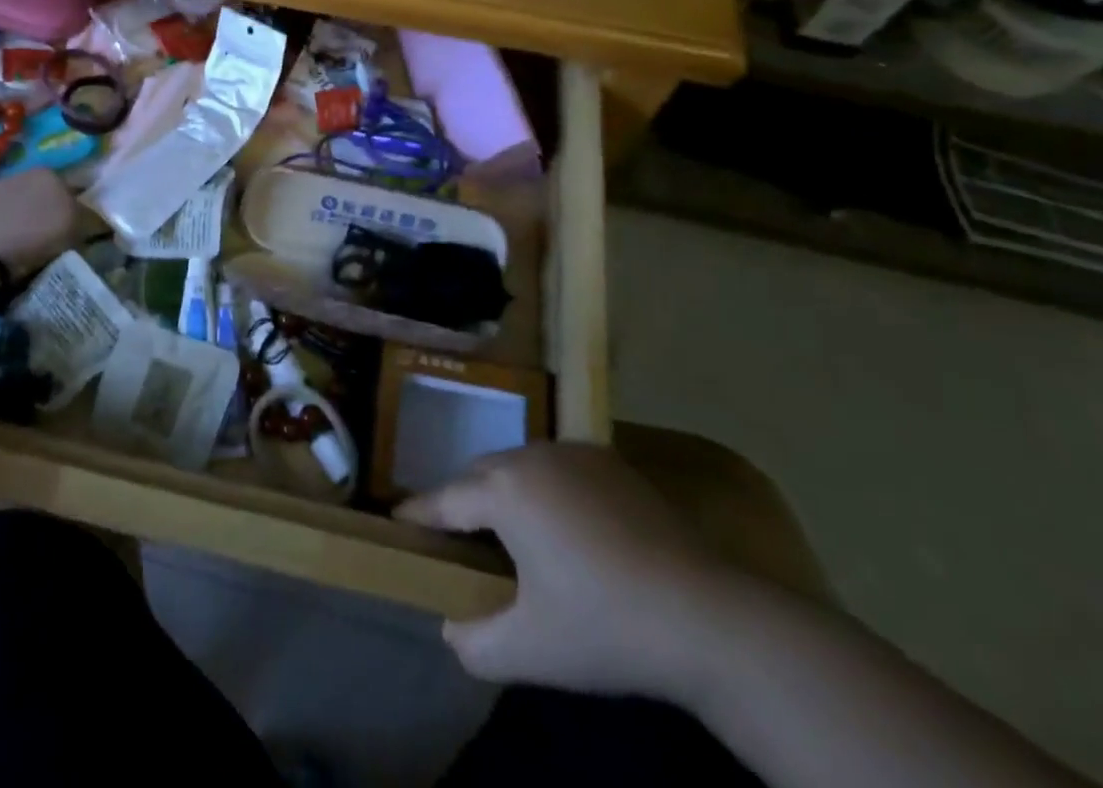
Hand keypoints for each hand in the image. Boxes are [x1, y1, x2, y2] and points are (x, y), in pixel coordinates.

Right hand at [395, 442, 738, 698]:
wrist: (706, 616)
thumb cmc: (604, 626)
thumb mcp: (529, 650)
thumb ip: (474, 642)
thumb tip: (451, 628)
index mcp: (504, 491)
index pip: (445, 499)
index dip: (418, 513)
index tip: (396, 519)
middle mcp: (531, 456)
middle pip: (480, 474)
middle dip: (463, 500)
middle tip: (459, 538)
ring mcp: (574, 452)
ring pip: (519, 464)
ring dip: (506, 491)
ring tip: (512, 532)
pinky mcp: (611, 460)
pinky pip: (558, 466)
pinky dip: (546, 487)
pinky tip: (565, 524)